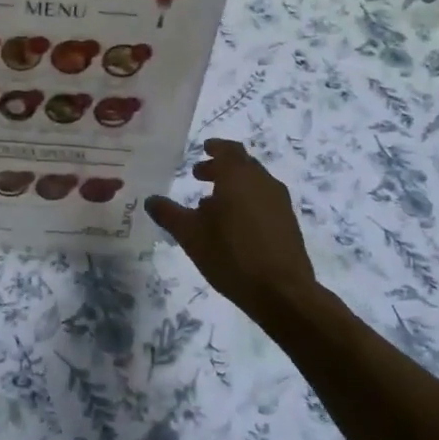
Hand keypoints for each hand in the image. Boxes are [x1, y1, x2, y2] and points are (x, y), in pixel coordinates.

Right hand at [146, 140, 317, 324]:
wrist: (282, 291)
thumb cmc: (231, 255)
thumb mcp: (190, 235)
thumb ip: (169, 214)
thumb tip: (150, 200)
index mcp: (239, 177)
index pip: (229, 150)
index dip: (215, 148)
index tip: (203, 149)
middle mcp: (263, 183)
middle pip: (242, 165)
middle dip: (220, 167)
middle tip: (199, 175)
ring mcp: (280, 203)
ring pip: (254, 184)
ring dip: (233, 186)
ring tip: (211, 204)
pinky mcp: (288, 223)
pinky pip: (263, 201)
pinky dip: (246, 202)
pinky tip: (233, 225)